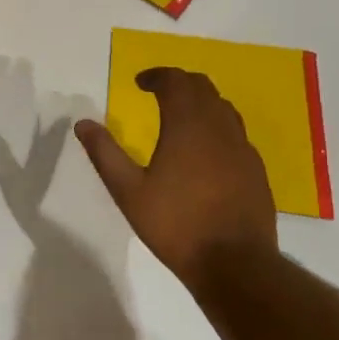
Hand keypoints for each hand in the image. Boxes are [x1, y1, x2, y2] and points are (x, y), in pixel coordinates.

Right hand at [75, 68, 277, 287]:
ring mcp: (242, 147)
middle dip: (179, 83)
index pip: (175, 81)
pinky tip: (207, 150)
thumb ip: (105, 154)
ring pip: (222, 107)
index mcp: (187, 124)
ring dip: (201, 102)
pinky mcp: (255, 168)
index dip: (156, 76)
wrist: (235, 263)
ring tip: (182, 116)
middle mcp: (218, 126)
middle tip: (159, 92)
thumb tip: (82, 123)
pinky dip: (217, 126)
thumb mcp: (129, 192)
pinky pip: (235, 132)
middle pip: (202, 87)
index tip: (140, 83)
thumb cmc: (176, 225)